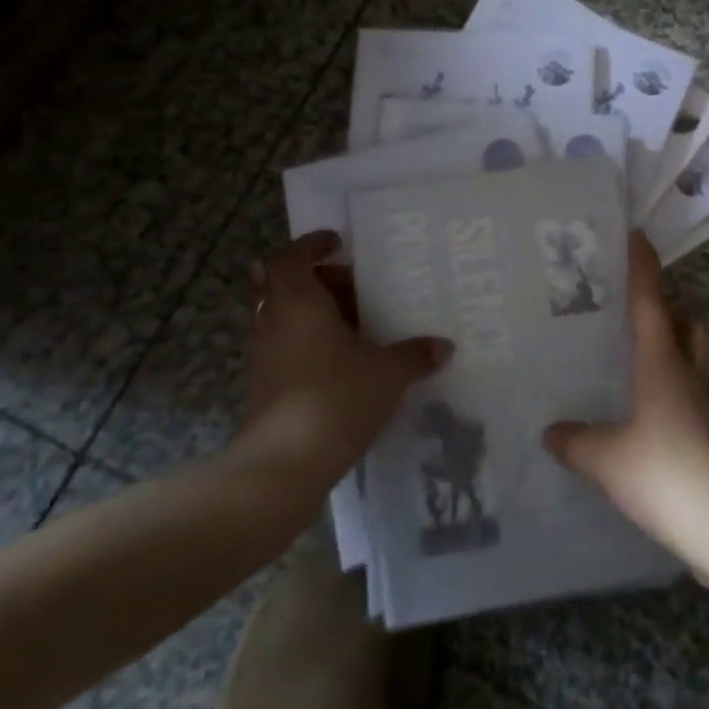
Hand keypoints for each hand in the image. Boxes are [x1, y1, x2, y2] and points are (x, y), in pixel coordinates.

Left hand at [232, 232, 452, 491]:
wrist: (283, 465)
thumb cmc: (335, 399)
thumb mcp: (387, 373)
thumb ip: (415, 355)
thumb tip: (443, 346)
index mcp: (299, 302)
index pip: (291, 258)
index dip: (311, 245)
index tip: (338, 243)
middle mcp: (274, 322)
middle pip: (288, 285)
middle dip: (321, 280)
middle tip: (357, 286)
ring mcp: (264, 355)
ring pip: (286, 317)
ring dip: (316, 312)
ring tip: (356, 323)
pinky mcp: (264, 385)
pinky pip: (287, 346)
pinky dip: (310, 341)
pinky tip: (344, 361)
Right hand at [543, 233, 708, 564]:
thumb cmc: (666, 475)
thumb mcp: (606, 459)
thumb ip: (575, 440)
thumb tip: (550, 431)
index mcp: (662, 363)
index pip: (651, 301)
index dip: (642, 267)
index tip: (635, 235)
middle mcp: (686, 373)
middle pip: (684, 322)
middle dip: (664, 303)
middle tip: (629, 300)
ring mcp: (701, 404)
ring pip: (688, 355)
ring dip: (667, 342)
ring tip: (628, 350)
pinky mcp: (706, 434)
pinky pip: (683, 390)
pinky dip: (664, 383)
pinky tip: (637, 407)